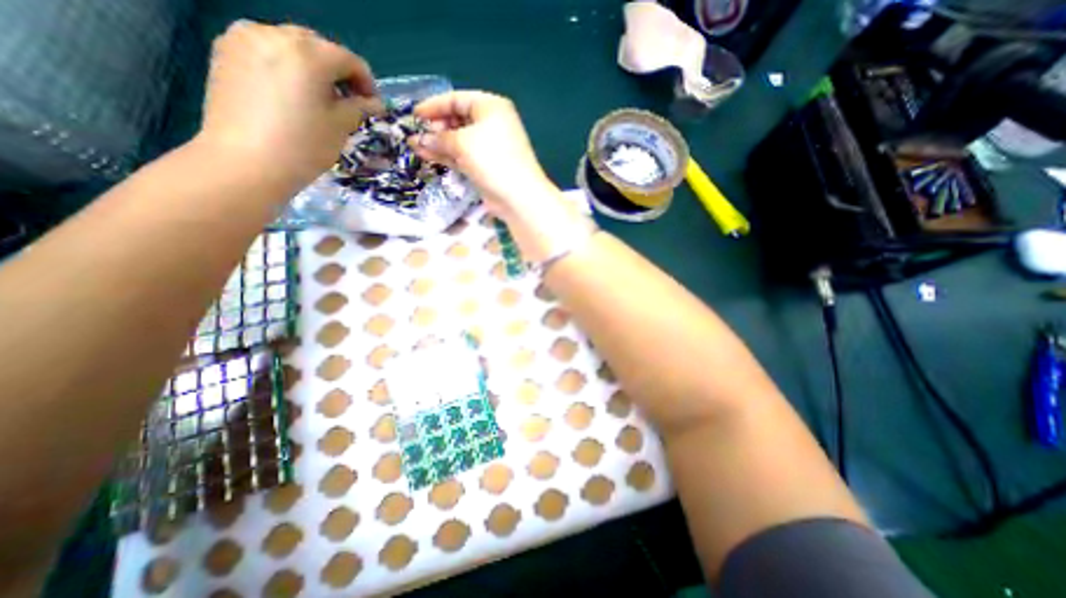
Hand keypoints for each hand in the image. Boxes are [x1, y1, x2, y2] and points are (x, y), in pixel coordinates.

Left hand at [198, 22, 382, 183]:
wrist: (246, 162)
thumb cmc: (303, 146)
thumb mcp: (341, 127)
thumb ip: (360, 107)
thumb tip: (375, 103)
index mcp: (308, 53)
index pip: (349, 60)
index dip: (368, 83)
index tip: (372, 107)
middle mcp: (274, 34)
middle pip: (319, 47)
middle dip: (339, 73)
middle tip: (348, 103)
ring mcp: (244, 39)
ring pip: (292, 46)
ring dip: (313, 68)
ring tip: (319, 99)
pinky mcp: (225, 51)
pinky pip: (267, 50)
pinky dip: (287, 67)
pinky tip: (291, 93)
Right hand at [410, 92, 559, 221]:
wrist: (518, 196)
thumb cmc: (493, 160)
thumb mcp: (463, 143)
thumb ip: (438, 138)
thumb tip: (417, 139)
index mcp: (491, 107)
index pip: (457, 99)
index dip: (434, 106)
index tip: (414, 114)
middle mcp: (491, 124)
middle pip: (458, 120)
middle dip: (436, 127)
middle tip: (416, 133)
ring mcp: (489, 148)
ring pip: (459, 140)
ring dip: (438, 143)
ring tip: (415, 146)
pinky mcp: (486, 167)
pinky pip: (463, 156)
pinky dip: (447, 156)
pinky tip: (427, 155)